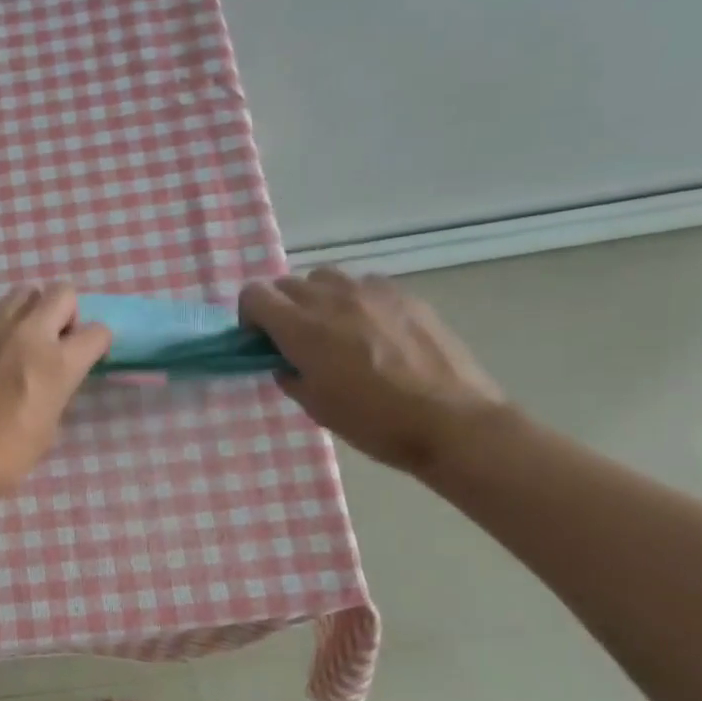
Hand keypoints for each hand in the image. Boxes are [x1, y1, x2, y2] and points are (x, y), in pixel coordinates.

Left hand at [0, 284, 111, 501]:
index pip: (97, 331)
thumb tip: (53, 378)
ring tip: (18, 344)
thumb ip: (57, 392)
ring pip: (23, 294)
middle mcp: (27, 333)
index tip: (88, 357)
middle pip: (62, 293)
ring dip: (31, 313)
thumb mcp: (48, 429)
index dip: (97, 344)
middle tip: (55, 341)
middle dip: (67, 314)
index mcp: (56, 364)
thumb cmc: (2, 456)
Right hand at [240, 268, 507, 475]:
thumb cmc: (375, 423)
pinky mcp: (404, 295)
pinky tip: (372, 330)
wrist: (451, 421)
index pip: (254, 295)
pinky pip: (364, 285)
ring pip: (325, 278)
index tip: (261, 342)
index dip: (249, 316)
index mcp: (303, 329)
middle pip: (287, 284)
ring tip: (333, 330)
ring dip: (316, 299)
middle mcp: (332, 299)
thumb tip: (286, 362)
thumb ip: (291, 375)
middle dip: (281, 309)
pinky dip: (354, 300)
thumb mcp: (317, 408)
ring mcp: (371, 292)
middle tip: (295, 342)